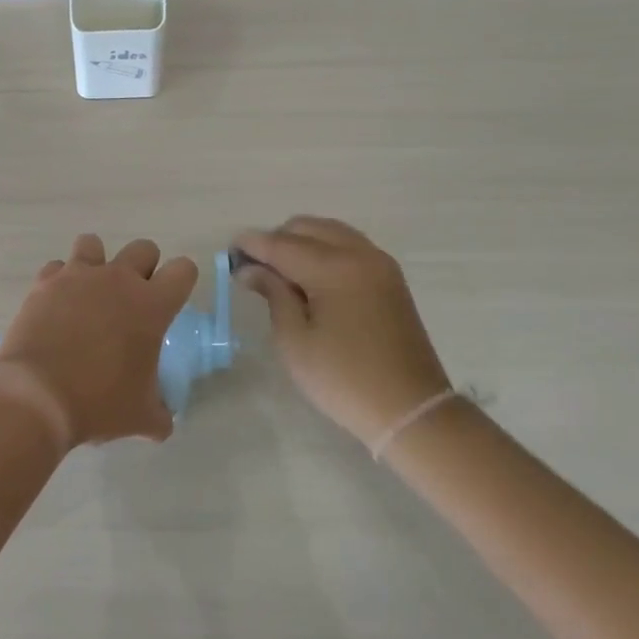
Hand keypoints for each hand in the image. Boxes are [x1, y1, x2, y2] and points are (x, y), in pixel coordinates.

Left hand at [0, 234, 197, 450]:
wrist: (38, 397)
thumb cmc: (98, 404)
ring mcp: (77, 277)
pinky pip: (56, 267)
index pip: (183, 270)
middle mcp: (117, 280)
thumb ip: (159, 413)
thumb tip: (163, 421)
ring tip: (90, 293)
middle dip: (143, 268)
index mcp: (151, 305)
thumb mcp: (140, 417)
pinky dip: (59, 281)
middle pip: (143, 248)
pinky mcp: (44, 284)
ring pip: (93, 243)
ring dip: (97, 263)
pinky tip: (56, 306)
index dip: (181, 282)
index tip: (171, 301)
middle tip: (132, 301)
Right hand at [235, 217, 452, 451]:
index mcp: (335, 268)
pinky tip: (309, 276)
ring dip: (300, 242)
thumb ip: (273, 294)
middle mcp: (360, 254)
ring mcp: (380, 264)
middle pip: (307, 228)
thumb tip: (251, 268)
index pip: (282, 244)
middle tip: (253, 267)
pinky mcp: (390, 278)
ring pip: (330, 232)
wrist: (410, 410)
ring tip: (279, 272)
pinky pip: (348, 246)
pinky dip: (323, 249)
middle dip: (276, 240)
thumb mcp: (294, 340)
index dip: (252, 245)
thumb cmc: (343, 379)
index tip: (228, 250)